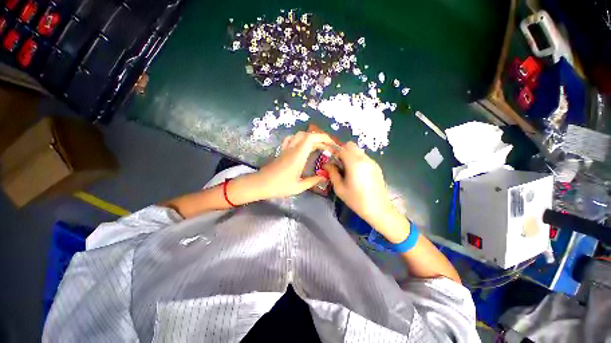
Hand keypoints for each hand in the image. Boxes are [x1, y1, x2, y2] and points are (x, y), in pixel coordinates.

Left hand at [252, 132, 335, 198]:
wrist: (260, 184)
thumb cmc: (279, 186)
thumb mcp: (298, 187)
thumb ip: (313, 181)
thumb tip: (324, 177)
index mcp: (298, 156)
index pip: (311, 138)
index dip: (323, 138)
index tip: (332, 144)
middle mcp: (292, 149)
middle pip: (307, 135)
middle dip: (320, 138)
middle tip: (328, 147)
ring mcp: (286, 149)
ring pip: (299, 135)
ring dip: (310, 137)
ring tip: (318, 146)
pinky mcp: (282, 151)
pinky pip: (291, 139)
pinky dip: (300, 139)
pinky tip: (303, 145)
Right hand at [323, 142, 397, 228]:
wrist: (378, 208)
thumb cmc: (356, 200)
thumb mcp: (339, 188)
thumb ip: (332, 173)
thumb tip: (326, 164)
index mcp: (354, 164)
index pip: (342, 149)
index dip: (334, 153)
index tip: (331, 161)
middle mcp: (364, 159)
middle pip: (351, 146)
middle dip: (342, 151)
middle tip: (339, 164)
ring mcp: (372, 162)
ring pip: (358, 151)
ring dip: (350, 155)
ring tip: (348, 169)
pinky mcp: (376, 166)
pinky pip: (364, 157)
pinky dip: (357, 160)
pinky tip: (357, 173)